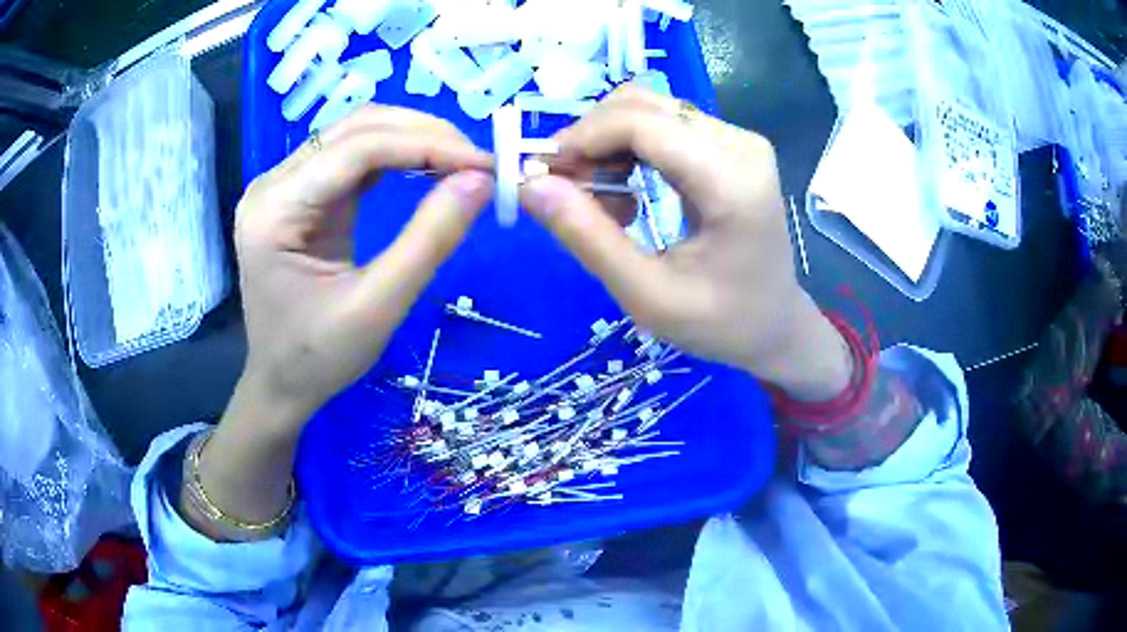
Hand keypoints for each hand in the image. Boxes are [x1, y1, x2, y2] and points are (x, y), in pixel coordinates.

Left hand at [234, 105, 493, 428]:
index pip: (357, 149)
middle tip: (478, 163)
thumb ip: (428, 240)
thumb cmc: (317, 358)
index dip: (426, 145)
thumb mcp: (376, 308)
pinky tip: (429, 168)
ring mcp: (286, 185)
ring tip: (461, 164)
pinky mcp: (303, 195)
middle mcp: (274, 183)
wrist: (280, 384)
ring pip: (358, 134)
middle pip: (356, 128)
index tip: (484, 165)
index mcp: (275, 210)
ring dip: (414, 139)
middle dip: (423, 135)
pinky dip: (398, 157)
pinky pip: (355, 158)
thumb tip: (480, 181)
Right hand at [520, 85, 849, 400]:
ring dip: (607, 144)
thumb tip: (530, 184)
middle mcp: (740, 144)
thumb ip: (587, 237)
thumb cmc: (720, 322)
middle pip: (642, 106)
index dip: (583, 138)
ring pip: (648, 110)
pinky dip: (629, 150)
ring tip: (598, 199)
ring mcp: (739, 139)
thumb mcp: (647, 296)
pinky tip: (626, 191)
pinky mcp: (732, 145)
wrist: (775, 324)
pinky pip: (664, 126)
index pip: (642, 124)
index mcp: (732, 182)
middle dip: (590, 139)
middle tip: (565, 190)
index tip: (544, 174)